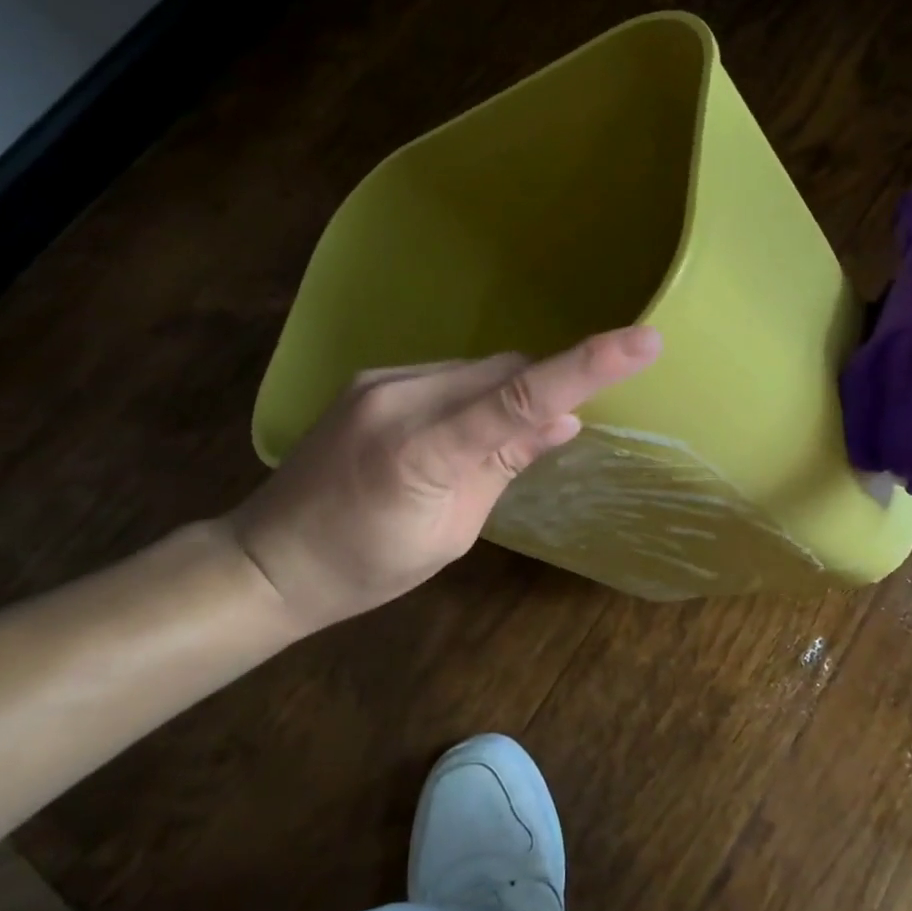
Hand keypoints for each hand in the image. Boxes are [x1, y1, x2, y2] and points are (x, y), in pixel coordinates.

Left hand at [225, 326, 662, 631]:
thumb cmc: (365, 569)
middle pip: (504, 370)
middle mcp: (400, 396)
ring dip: (507, 393)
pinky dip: (475, 394)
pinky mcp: (372, 379)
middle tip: (555, 430)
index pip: (520, 398)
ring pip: (478, 369)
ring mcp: (381, 381)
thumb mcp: (450, 533)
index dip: (586, 368)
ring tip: (496, 445)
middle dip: (543, 387)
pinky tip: (462, 432)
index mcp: (422, 450)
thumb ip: (505, 466)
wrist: (268, 559)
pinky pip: (449, 375)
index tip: (644, 341)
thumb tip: (564, 421)